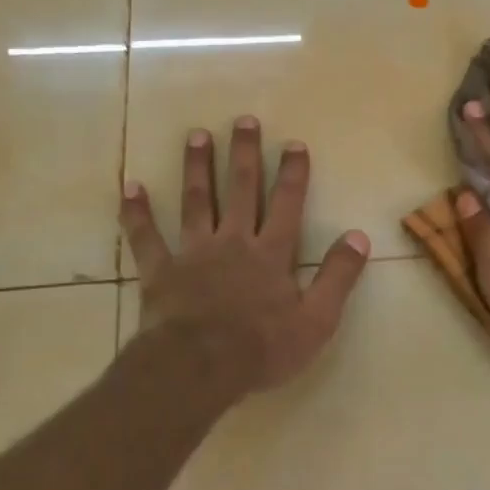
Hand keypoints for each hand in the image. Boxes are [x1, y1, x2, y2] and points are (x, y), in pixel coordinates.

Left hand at [120, 118, 370, 397]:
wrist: (199, 368)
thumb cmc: (261, 348)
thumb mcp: (316, 320)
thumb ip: (338, 276)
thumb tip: (359, 236)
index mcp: (271, 254)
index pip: (286, 204)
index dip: (293, 173)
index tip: (294, 143)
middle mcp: (232, 242)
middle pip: (240, 190)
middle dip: (244, 154)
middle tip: (243, 120)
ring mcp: (193, 254)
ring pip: (196, 201)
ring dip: (196, 167)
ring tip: (196, 135)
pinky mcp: (161, 272)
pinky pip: (146, 238)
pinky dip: (137, 213)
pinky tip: (130, 187)